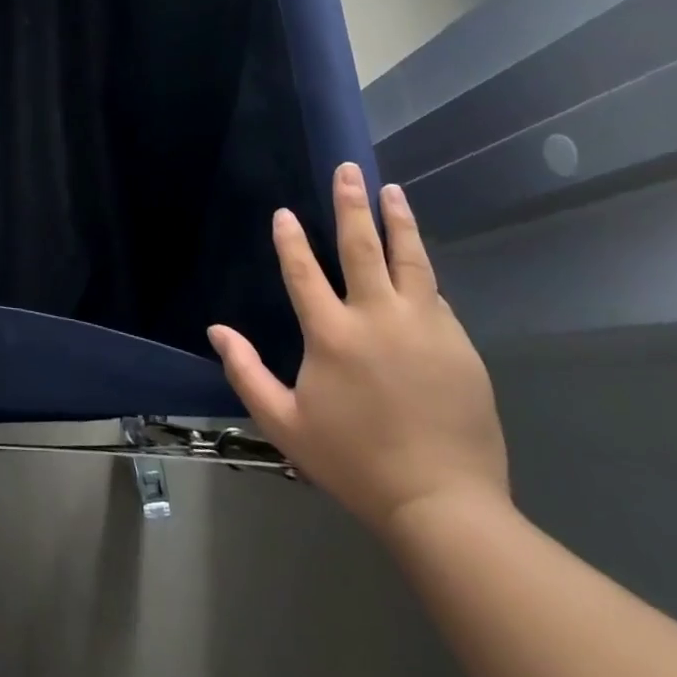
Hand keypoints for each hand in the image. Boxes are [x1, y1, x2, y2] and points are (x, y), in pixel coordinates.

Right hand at [208, 163, 507, 537]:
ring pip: (410, 260)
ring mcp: (425, 329)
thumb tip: (216, 331)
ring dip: (398, 221)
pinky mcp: (460, 346)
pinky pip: (434, 298)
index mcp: (332, 335)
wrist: (445, 506)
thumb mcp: (285, 423)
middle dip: (352, 204)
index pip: (303, 271)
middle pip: (362, 247)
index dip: (290, 239)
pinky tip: (415, 264)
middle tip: (348, 170)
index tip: (284, 213)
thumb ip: (246, 372)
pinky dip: (420, 274)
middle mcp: (378, 319)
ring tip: (393, 191)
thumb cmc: (355, 463)